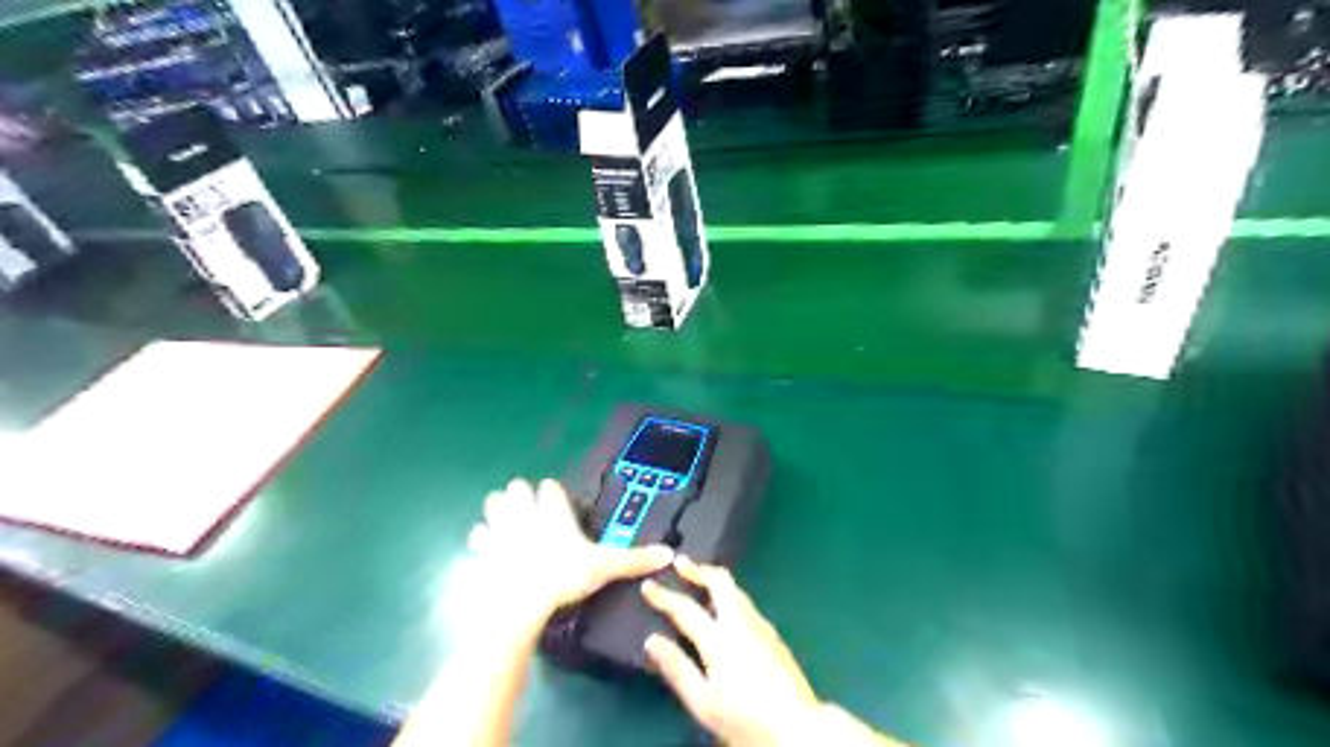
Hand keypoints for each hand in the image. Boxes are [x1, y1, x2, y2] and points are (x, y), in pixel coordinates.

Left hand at [469, 478, 675, 624]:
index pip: (550, 487)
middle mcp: (524, 512)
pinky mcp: (480, 549)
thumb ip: (633, 559)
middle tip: (531, 513)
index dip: (553, 494)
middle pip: (517, 487)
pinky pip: (477, 535)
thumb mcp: (603, 568)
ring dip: (499, 510)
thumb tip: (669, 553)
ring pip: (493, 503)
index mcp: (552, 510)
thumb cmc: (562, 576)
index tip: (558, 506)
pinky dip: (482, 539)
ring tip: (508, 524)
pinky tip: (488, 549)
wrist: (517, 601)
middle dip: (522, 495)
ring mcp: (499, 528)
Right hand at [642, 558, 822, 744]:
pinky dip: (728, 594)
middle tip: (680, 563)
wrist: (798, 728)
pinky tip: (725, 607)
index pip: (685, 608)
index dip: (664, 595)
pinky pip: (745, 603)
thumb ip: (677, 668)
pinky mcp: (773, 635)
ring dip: (714, 580)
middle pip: (719, 582)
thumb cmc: (745, 718)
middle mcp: (741, 623)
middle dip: (698, 569)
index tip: (647, 584)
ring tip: (699, 578)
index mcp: (719, 638)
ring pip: (735, 590)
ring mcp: (761, 625)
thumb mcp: (703, 702)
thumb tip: (651, 640)